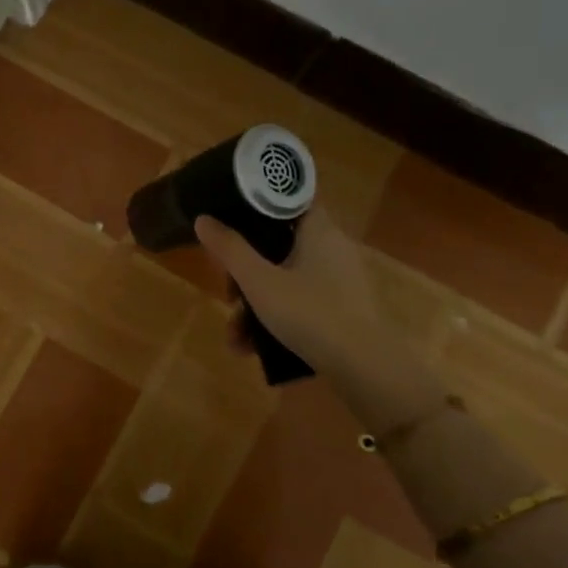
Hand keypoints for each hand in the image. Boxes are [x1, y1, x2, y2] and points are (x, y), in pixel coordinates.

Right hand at [194, 205, 386, 379]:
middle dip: (246, 273)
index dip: (258, 205)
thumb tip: (203, 218)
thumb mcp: (259, 282)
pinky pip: (301, 303)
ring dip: (255, 305)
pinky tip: (253, 349)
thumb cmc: (310, 313)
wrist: (365, 368)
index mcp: (318, 230)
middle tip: (228, 294)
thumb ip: (229, 249)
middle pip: (279, 246)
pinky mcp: (342, 309)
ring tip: (235, 337)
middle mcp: (332, 248)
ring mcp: (340, 281)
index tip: (231, 221)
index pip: (289, 199)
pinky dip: (277, 319)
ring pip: (286, 280)